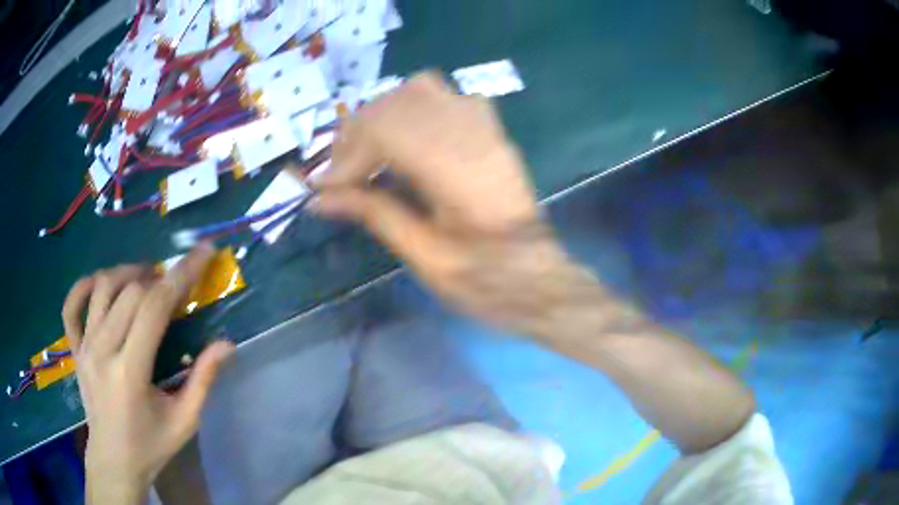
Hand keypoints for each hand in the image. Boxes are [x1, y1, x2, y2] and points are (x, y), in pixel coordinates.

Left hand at [62, 244, 234, 503]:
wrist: (114, 461)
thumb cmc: (151, 446)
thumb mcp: (185, 421)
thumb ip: (203, 380)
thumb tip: (226, 344)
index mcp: (130, 371)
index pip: (154, 307)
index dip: (180, 275)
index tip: (202, 253)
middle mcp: (102, 350)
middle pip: (130, 292)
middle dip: (159, 277)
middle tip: (177, 281)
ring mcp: (84, 346)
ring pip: (102, 288)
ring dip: (127, 273)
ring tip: (147, 278)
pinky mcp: (75, 348)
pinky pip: (72, 306)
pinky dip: (84, 285)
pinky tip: (100, 283)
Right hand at [309, 73, 593, 336]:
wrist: (538, 280)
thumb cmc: (486, 281)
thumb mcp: (425, 257)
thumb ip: (373, 215)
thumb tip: (320, 198)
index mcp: (459, 173)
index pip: (388, 130)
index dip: (347, 155)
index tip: (323, 188)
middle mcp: (474, 136)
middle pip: (399, 101)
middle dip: (358, 132)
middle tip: (341, 174)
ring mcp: (487, 128)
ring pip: (422, 88)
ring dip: (383, 114)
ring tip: (367, 152)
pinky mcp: (491, 130)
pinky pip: (446, 97)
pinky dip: (413, 109)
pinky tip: (405, 141)